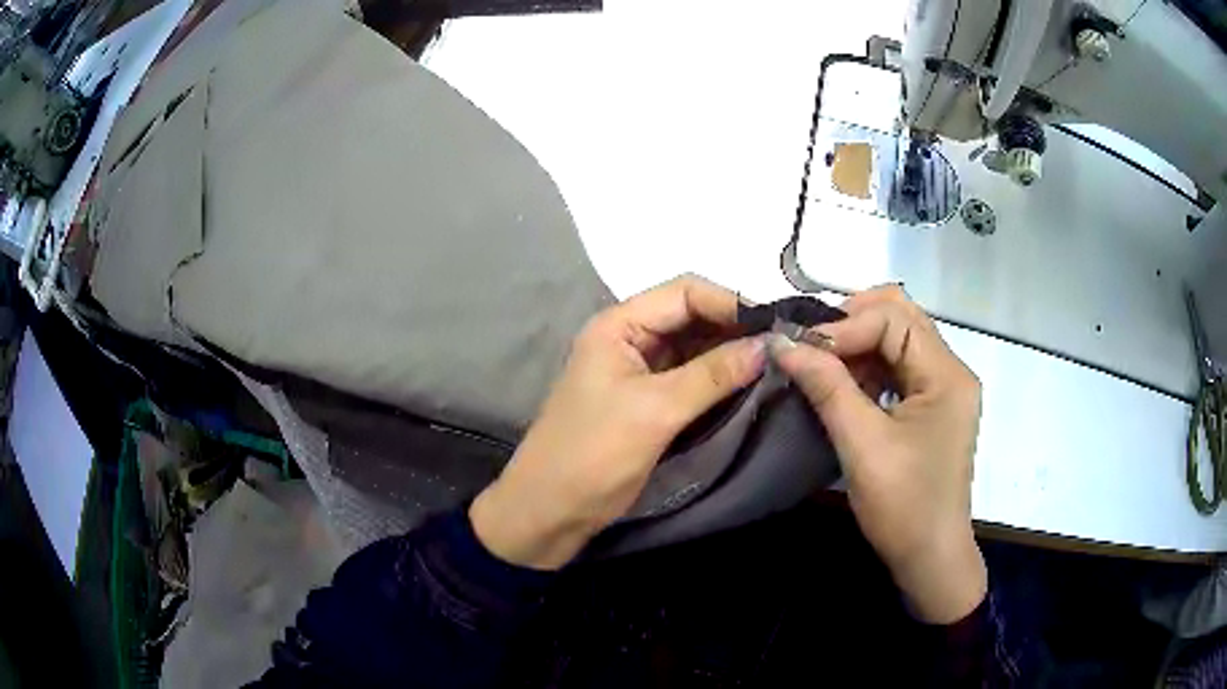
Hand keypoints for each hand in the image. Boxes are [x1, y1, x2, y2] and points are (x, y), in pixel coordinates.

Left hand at [470, 275, 766, 569]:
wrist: (551, 511)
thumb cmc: (593, 454)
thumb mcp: (655, 411)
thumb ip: (712, 375)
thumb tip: (767, 345)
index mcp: (619, 325)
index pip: (684, 293)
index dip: (730, 302)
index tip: (775, 325)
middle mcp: (631, 339)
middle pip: (692, 316)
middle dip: (735, 328)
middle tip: (784, 344)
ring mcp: (640, 371)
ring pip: (696, 348)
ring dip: (732, 353)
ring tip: (776, 362)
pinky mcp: (650, 401)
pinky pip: (693, 377)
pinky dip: (720, 378)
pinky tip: (751, 383)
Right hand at [771, 285, 985, 623]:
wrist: (930, 558)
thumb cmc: (904, 506)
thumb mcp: (862, 444)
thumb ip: (826, 387)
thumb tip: (781, 342)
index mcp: (946, 374)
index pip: (894, 319)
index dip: (845, 325)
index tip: (799, 347)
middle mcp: (950, 370)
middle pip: (900, 318)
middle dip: (851, 323)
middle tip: (808, 345)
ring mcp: (943, 388)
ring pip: (896, 340)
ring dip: (856, 345)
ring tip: (818, 365)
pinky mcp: (931, 407)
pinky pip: (897, 367)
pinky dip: (866, 368)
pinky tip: (840, 386)